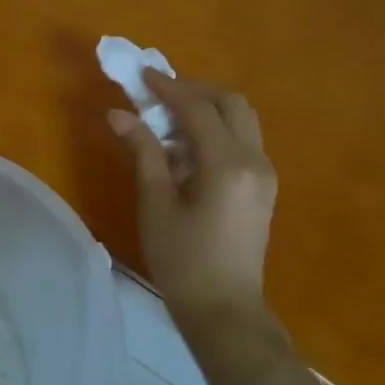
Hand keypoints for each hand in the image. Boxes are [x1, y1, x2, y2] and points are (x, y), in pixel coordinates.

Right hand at [109, 67, 277, 324]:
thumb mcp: (156, 203)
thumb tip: (119, 114)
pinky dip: (217, 130)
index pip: (199, 109)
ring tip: (170, 118)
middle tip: (159, 94)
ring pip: (242, 120)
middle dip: (195, 91)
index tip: (140, 75)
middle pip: (232, 104)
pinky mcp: (263, 187)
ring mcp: (265, 174)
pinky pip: (243, 141)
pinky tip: (188, 147)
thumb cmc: (182, 259)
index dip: (168, 88)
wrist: (224, 309)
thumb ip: (143, 152)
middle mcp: (255, 160)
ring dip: (209, 109)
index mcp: (227, 164)